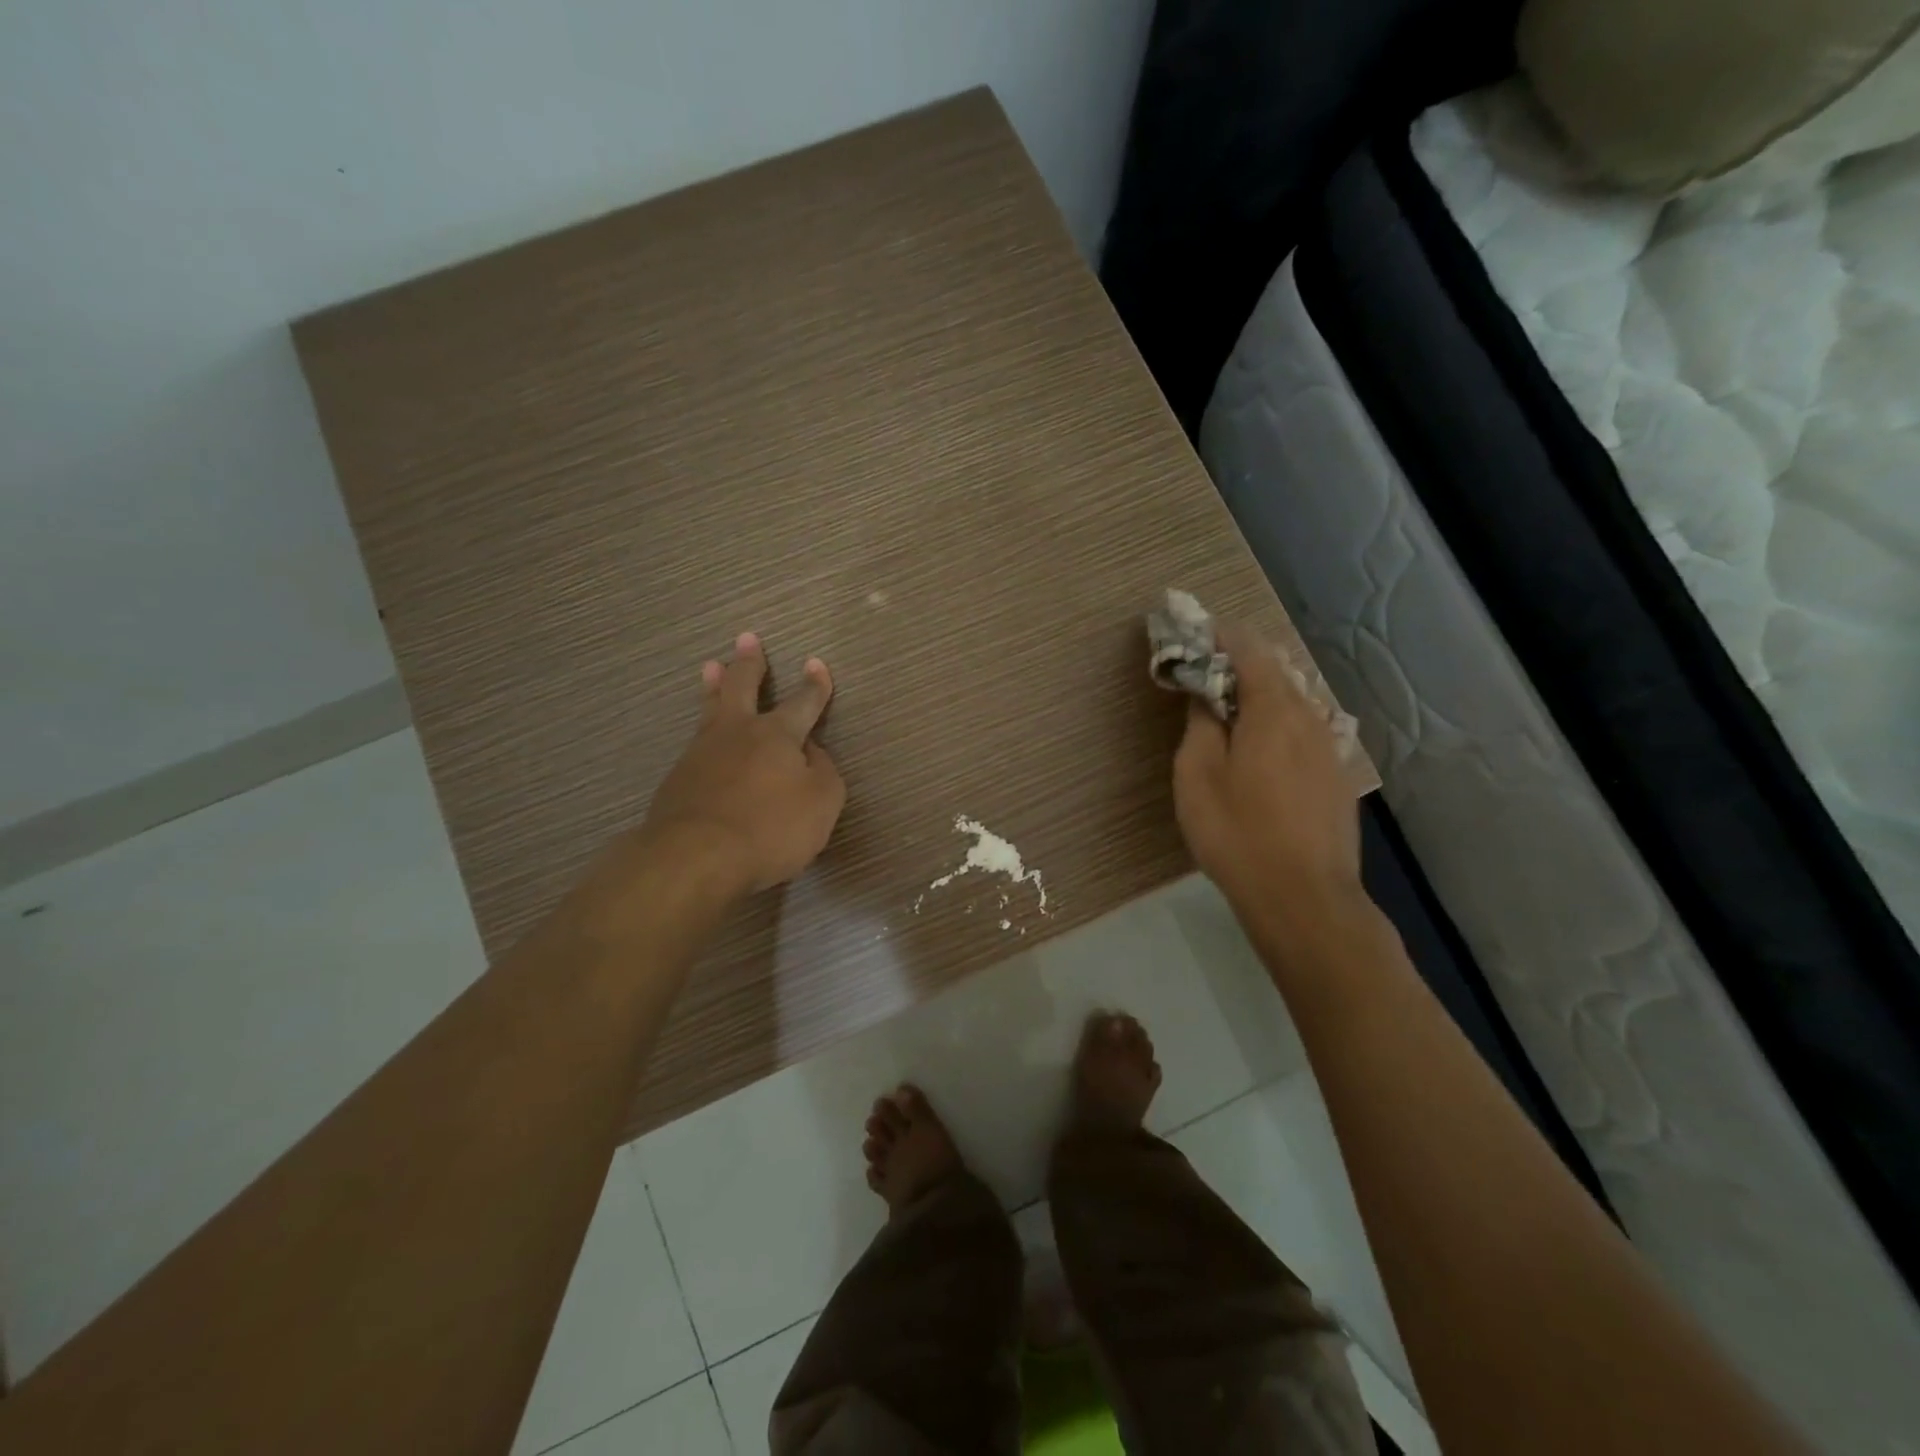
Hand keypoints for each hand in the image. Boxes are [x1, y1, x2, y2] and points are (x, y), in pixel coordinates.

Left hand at [640, 632, 845, 894]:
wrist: (695, 856)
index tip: (816, 664)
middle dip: (750, 663)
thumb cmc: (770, 828)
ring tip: (711, 666)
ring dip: (714, 685)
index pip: (802, 703)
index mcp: (777, 735)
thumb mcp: (822, 802)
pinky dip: (703, 730)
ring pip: (710, 709)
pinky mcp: (678, 779)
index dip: (814, 685)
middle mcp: (738, 733)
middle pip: (743, 687)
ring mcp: (702, 753)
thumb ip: (823, 773)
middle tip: (747, 639)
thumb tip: (811, 753)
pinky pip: (696, 744)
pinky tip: (702, 738)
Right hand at [1173, 623, 1363, 927]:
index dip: (1222, 636)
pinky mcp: (1336, 778)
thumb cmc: (1237, 832)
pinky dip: (1280, 722)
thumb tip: (1207, 696)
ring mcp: (1329, 749)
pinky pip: (1306, 730)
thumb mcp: (1197, 776)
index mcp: (1273, 711)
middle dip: (1243, 662)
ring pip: (1295, 702)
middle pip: (1278, 673)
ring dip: (1263, 693)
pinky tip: (1264, 746)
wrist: (1304, 897)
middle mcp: (1309, 719)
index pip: (1251, 651)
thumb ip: (1201, 726)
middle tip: (1208, 670)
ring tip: (1232, 706)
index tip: (1196, 633)